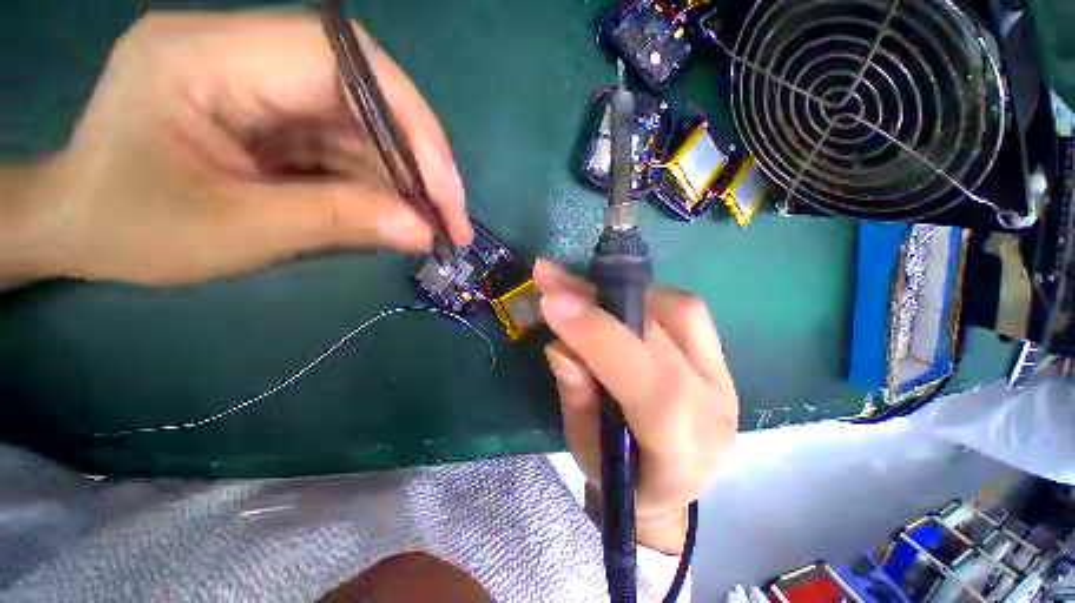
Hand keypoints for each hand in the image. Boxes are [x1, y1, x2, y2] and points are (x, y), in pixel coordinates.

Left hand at [17, 11, 470, 284]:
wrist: (76, 227)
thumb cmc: (129, 229)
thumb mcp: (235, 231)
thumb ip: (337, 221)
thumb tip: (423, 232)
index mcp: (210, 55)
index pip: (344, 62)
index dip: (412, 123)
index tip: (446, 189)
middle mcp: (244, 51)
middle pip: (366, 92)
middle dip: (419, 160)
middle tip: (450, 217)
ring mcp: (262, 82)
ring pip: (364, 124)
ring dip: (404, 180)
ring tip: (432, 226)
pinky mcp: (273, 113)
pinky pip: (345, 144)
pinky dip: (379, 183)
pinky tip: (398, 216)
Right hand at [533, 259, 738, 553]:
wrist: (667, 484)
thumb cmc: (620, 476)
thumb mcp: (584, 447)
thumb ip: (576, 394)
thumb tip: (560, 343)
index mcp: (683, 451)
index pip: (654, 387)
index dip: (600, 337)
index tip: (553, 302)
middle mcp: (714, 407)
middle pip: (661, 337)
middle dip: (598, 301)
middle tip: (553, 277)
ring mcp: (724, 376)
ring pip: (678, 310)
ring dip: (622, 294)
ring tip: (580, 289)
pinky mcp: (719, 356)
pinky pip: (685, 308)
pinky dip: (644, 296)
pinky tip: (616, 301)